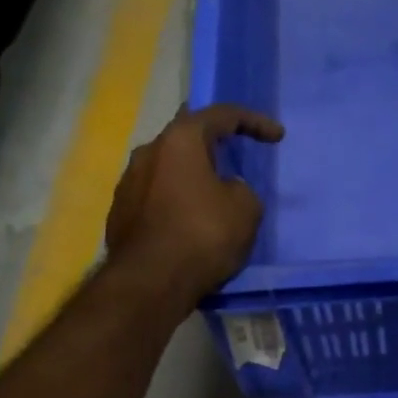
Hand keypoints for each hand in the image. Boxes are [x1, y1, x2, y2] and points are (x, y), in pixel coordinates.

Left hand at [105, 104, 284, 298]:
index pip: (221, 115)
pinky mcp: (121, 214)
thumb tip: (225, 190)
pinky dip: (177, 201)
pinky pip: (157, 197)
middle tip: (234, 151)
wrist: (151, 282)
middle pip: (186, 136)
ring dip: (192, 174)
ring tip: (213, 192)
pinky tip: (190, 221)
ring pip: (168, 168)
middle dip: (213, 142)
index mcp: (180, 140)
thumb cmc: (204, 235)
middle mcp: (148, 152)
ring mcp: (128, 183)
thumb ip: (241, 189)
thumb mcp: (246, 209)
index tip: (277, 136)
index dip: (254, 121)